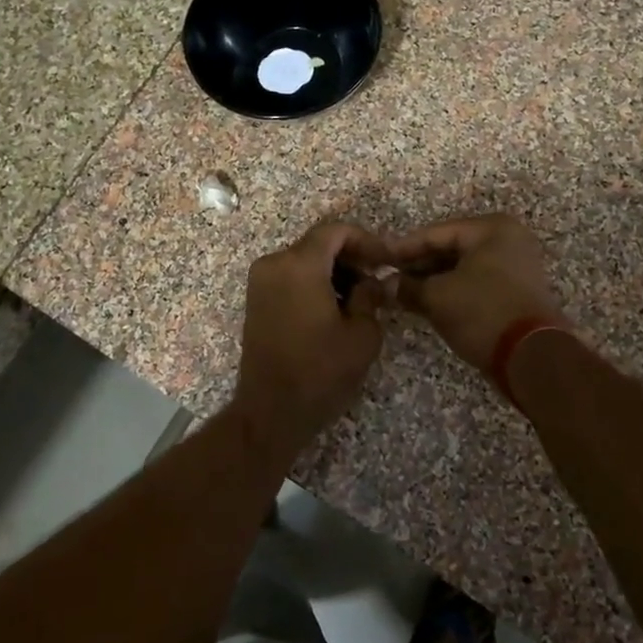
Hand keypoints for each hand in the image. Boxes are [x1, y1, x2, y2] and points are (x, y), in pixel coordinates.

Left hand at [232, 221, 390, 448]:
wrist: (271, 411)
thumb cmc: (321, 371)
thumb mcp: (362, 334)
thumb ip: (371, 296)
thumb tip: (376, 280)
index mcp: (299, 265)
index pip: (335, 231)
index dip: (366, 240)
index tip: (386, 262)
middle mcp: (274, 263)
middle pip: (318, 243)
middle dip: (350, 256)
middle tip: (377, 279)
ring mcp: (260, 281)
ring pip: (303, 259)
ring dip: (333, 270)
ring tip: (360, 297)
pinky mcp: (256, 300)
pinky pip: (290, 276)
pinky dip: (313, 282)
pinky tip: (334, 307)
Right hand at [392, 214, 566, 369]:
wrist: (532, 357)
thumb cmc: (482, 312)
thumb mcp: (437, 297)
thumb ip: (408, 287)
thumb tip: (385, 285)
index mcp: (491, 229)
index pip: (436, 233)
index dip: (403, 248)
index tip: (378, 259)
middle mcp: (507, 241)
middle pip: (451, 248)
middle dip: (418, 266)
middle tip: (387, 278)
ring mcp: (516, 267)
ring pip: (462, 268)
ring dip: (432, 281)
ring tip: (401, 293)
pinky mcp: (516, 293)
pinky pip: (475, 284)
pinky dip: (451, 292)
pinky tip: (425, 303)